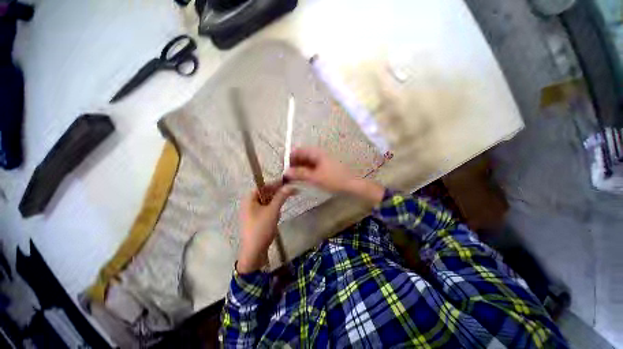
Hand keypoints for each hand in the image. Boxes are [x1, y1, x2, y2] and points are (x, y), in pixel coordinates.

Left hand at [237, 181, 296, 273]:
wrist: (254, 252)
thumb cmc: (261, 228)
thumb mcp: (273, 211)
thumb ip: (281, 196)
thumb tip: (290, 186)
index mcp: (249, 199)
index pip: (263, 186)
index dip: (275, 183)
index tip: (287, 182)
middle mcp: (249, 203)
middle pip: (265, 193)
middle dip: (277, 192)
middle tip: (291, 190)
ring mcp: (252, 212)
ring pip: (267, 201)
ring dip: (276, 200)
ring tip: (287, 198)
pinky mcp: (257, 219)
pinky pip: (266, 209)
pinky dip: (273, 208)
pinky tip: (279, 211)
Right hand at [285, 147, 384, 204]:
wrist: (352, 185)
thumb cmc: (334, 180)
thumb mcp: (315, 178)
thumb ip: (300, 174)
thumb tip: (286, 172)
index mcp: (315, 153)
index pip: (297, 150)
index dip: (288, 157)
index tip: (283, 168)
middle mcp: (317, 154)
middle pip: (301, 156)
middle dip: (293, 164)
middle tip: (287, 176)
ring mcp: (321, 160)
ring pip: (305, 162)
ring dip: (298, 169)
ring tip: (293, 179)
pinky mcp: (324, 166)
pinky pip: (311, 167)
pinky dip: (305, 172)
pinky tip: (303, 179)